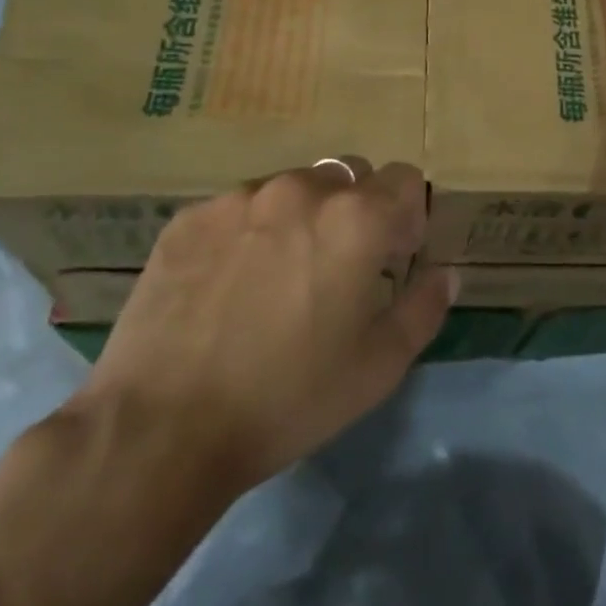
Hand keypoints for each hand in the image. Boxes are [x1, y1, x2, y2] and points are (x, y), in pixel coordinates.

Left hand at [87, 159, 457, 492]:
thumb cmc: (287, 398)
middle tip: (338, 267)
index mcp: (356, 218)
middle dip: (357, 210)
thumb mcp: (378, 366)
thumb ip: (424, 307)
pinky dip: (249, 232)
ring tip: (277, 278)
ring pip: (292, 188)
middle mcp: (301, 190)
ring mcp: (239, 199)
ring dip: (302, 217)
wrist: (161, 430)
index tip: (392, 258)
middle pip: (349, 175)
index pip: (404, 178)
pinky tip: (228, 286)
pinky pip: (239, 208)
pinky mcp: (190, 218)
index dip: (407, 216)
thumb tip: (444, 273)